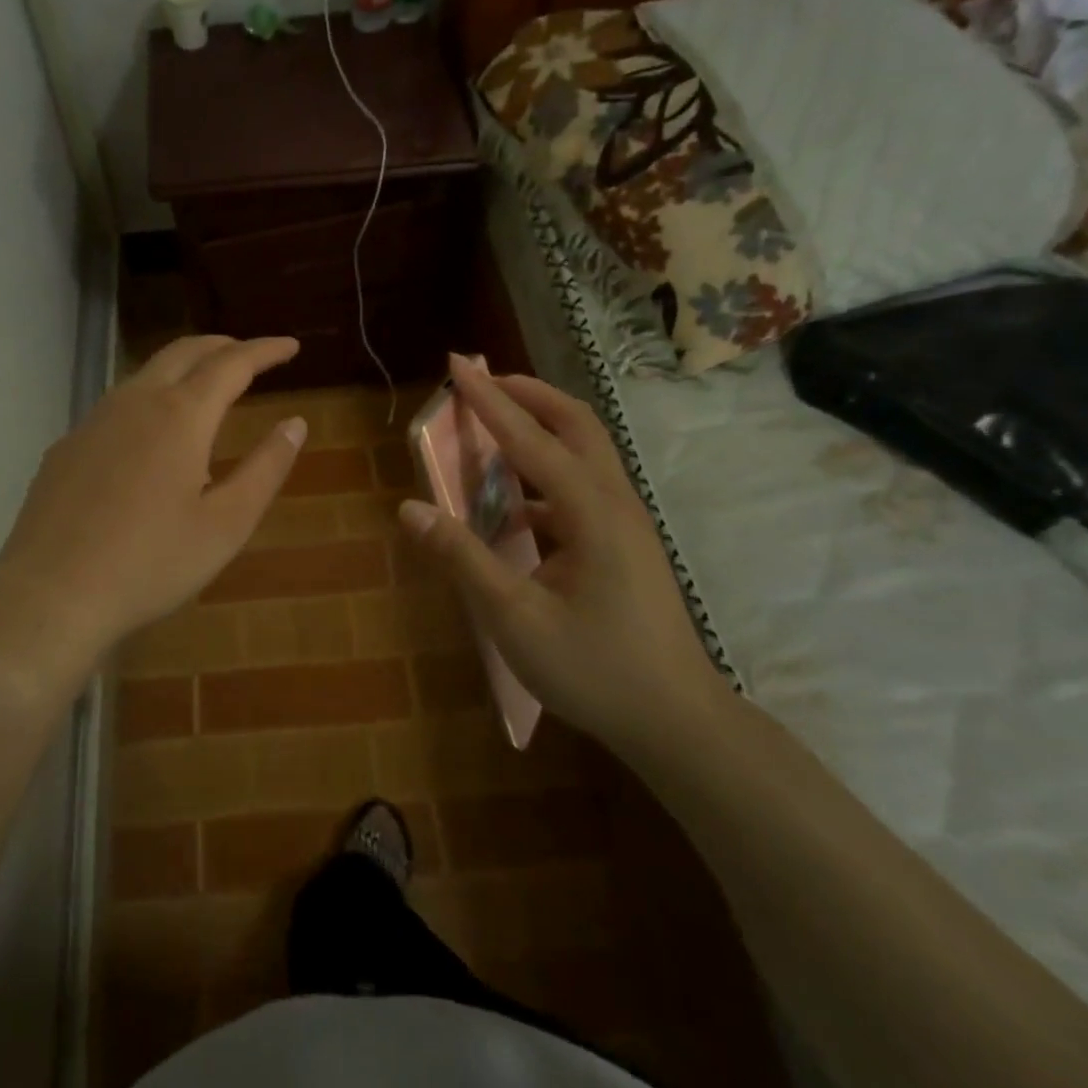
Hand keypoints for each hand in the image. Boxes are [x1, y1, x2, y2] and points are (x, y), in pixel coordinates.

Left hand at [0, 335, 305, 675]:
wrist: (51, 594)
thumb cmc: (151, 563)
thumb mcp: (227, 523)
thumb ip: (266, 468)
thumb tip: (295, 424)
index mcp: (181, 415)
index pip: (232, 364)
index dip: (265, 350)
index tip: (291, 345)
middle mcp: (135, 402)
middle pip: (184, 352)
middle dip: (222, 346)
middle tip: (250, 354)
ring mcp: (94, 421)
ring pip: (146, 373)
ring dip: (183, 368)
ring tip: (206, 386)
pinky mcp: (67, 446)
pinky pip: (117, 405)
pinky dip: (150, 398)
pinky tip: (151, 434)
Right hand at [399, 355, 727, 754]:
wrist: (678, 723)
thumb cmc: (596, 670)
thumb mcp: (516, 618)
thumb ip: (463, 558)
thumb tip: (409, 509)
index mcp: (592, 513)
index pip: (531, 439)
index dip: (489, 400)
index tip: (457, 364)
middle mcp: (614, 503)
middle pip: (575, 424)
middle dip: (527, 394)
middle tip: (481, 382)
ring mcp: (625, 523)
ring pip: (584, 452)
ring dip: (539, 428)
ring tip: (492, 429)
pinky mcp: (624, 543)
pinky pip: (580, 486)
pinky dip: (543, 474)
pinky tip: (512, 507)